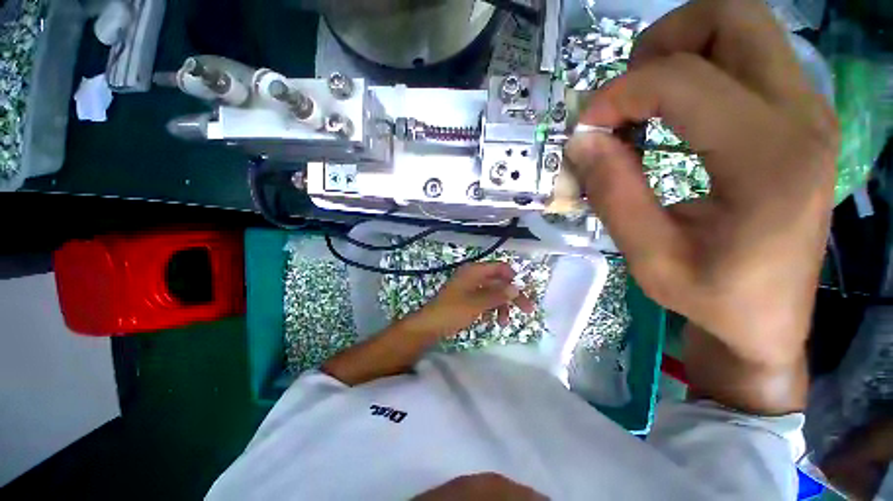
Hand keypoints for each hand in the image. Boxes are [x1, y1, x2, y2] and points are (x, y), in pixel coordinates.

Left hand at [410, 262, 535, 337]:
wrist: (429, 326)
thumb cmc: (453, 311)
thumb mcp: (477, 303)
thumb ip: (498, 295)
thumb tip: (516, 288)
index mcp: (474, 271)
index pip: (500, 267)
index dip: (513, 278)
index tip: (523, 293)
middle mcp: (473, 276)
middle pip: (498, 281)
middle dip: (511, 296)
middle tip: (527, 310)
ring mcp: (469, 288)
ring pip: (492, 293)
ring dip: (501, 305)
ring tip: (503, 323)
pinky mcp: (466, 299)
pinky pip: (484, 300)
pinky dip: (491, 309)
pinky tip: (493, 321)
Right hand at [565, 0, 839, 369]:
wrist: (770, 317)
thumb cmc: (712, 297)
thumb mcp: (649, 257)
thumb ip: (613, 193)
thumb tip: (582, 140)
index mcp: (770, 159)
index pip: (684, 80)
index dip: (619, 94)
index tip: (585, 128)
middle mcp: (802, 116)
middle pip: (732, 16)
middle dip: (661, 42)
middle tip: (626, 97)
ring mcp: (807, 110)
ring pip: (741, 26)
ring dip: (678, 52)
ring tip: (644, 105)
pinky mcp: (799, 116)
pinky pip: (746, 57)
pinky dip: (697, 69)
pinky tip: (672, 116)